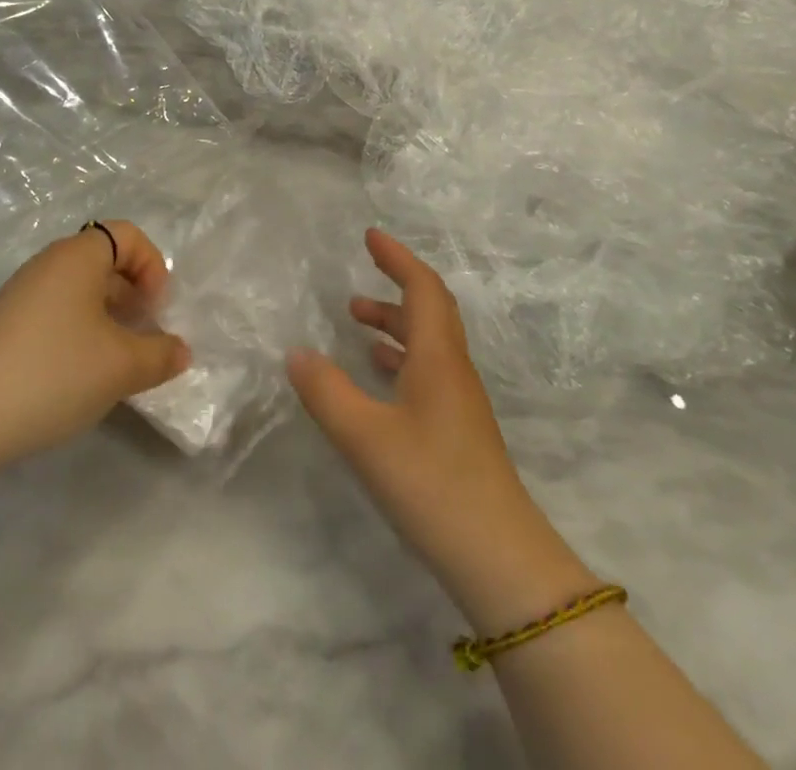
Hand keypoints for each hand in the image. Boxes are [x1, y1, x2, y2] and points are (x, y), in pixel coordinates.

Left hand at [0, 221, 190, 471]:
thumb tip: (180, 350)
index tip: (155, 309)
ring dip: (108, 316)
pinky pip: (57, 312)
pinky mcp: (7, 325)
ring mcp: (23, 294)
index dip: (152, 265)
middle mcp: (48, 264)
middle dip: (133, 293)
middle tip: (144, 334)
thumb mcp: (122, 366)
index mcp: (77, 256)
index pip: (127, 234)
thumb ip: (160, 354)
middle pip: (104, 260)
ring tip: (118, 360)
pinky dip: (81, 331)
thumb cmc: (55, 372)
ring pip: (80, 290)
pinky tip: (83, 374)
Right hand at [288, 229, 596, 631]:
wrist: (500, 560)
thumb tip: (296, 352)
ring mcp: (458, 402)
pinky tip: (377, 376)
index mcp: (437, 357)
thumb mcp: (364, 436)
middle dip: (395, 287)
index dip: (398, 258)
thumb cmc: (431, 484)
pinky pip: (427, 372)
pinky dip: (400, 358)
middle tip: (357, 281)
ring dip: (394, 325)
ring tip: (356, 324)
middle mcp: (452, 370)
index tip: (370, 236)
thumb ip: (326, 391)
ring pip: (427, 344)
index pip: (422, 288)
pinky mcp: (457, 431)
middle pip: (429, 311)